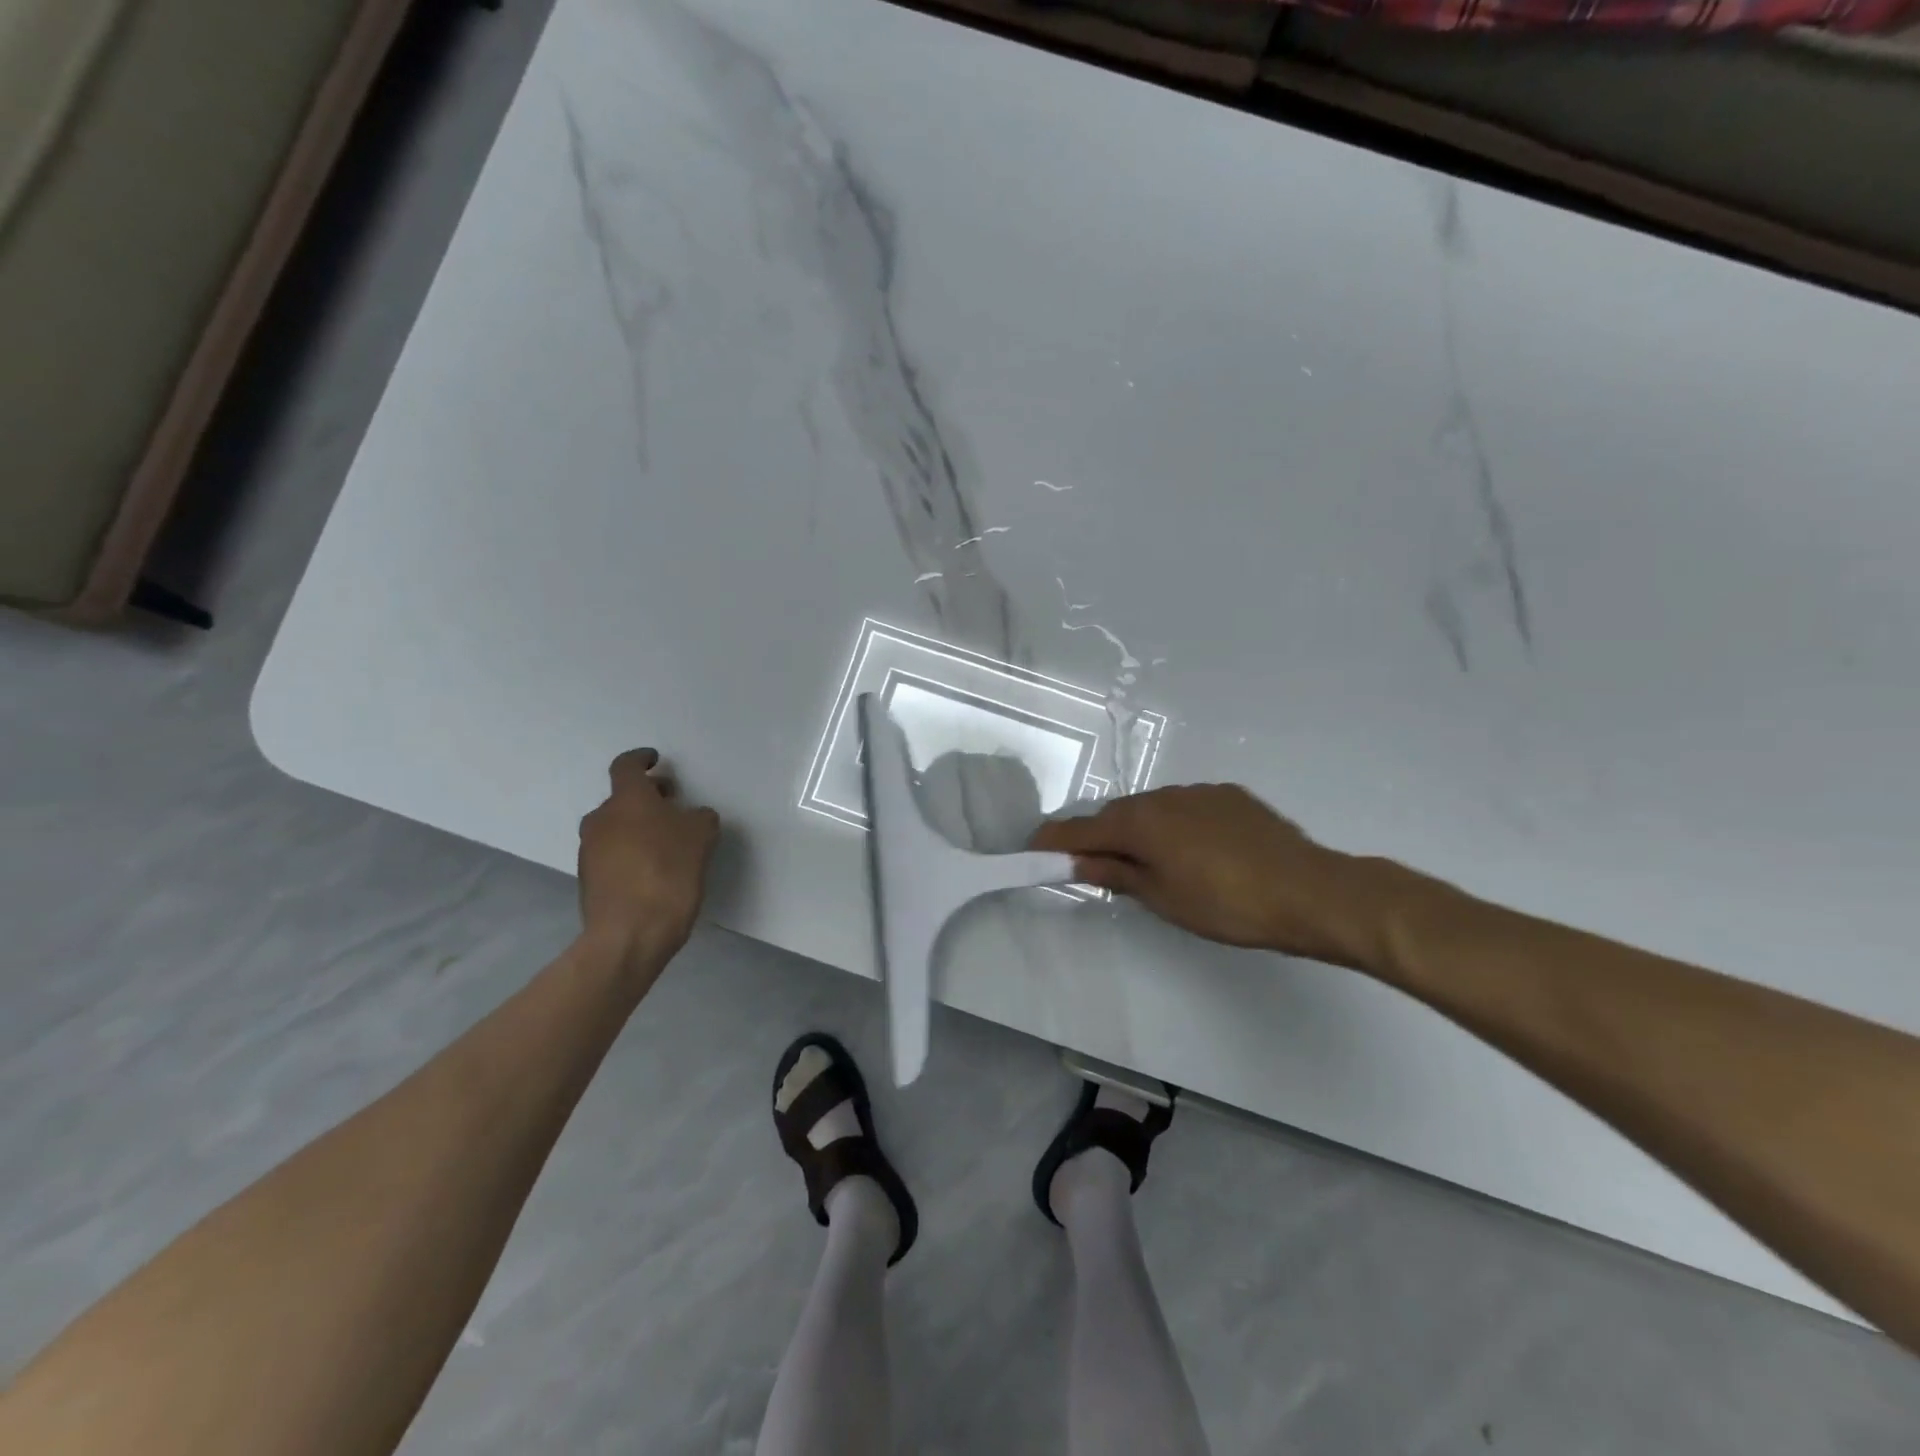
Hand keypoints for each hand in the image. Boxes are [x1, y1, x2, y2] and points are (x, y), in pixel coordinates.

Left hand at [578, 749, 720, 969]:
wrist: (630, 933)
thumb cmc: (669, 872)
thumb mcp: (702, 837)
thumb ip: (699, 817)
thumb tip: (692, 816)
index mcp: (627, 800)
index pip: (627, 766)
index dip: (642, 759)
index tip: (656, 761)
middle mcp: (601, 819)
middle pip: (623, 798)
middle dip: (648, 798)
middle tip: (673, 805)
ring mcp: (590, 851)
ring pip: (617, 827)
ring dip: (639, 827)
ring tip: (668, 843)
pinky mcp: (588, 879)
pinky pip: (612, 854)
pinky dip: (631, 852)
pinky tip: (654, 870)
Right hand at [1030, 783, 1383, 966]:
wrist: (1309, 891)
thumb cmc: (1226, 904)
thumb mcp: (1162, 898)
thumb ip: (1116, 873)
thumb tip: (1079, 860)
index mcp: (1140, 821)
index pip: (1081, 828)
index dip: (1053, 841)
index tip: (1034, 851)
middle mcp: (1163, 795)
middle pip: (1116, 815)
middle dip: (1099, 837)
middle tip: (1093, 866)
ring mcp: (1199, 792)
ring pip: (1152, 809)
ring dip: (1139, 831)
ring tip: (1149, 864)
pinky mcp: (1229, 796)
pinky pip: (1185, 807)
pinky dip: (1174, 825)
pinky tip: (1193, 852)